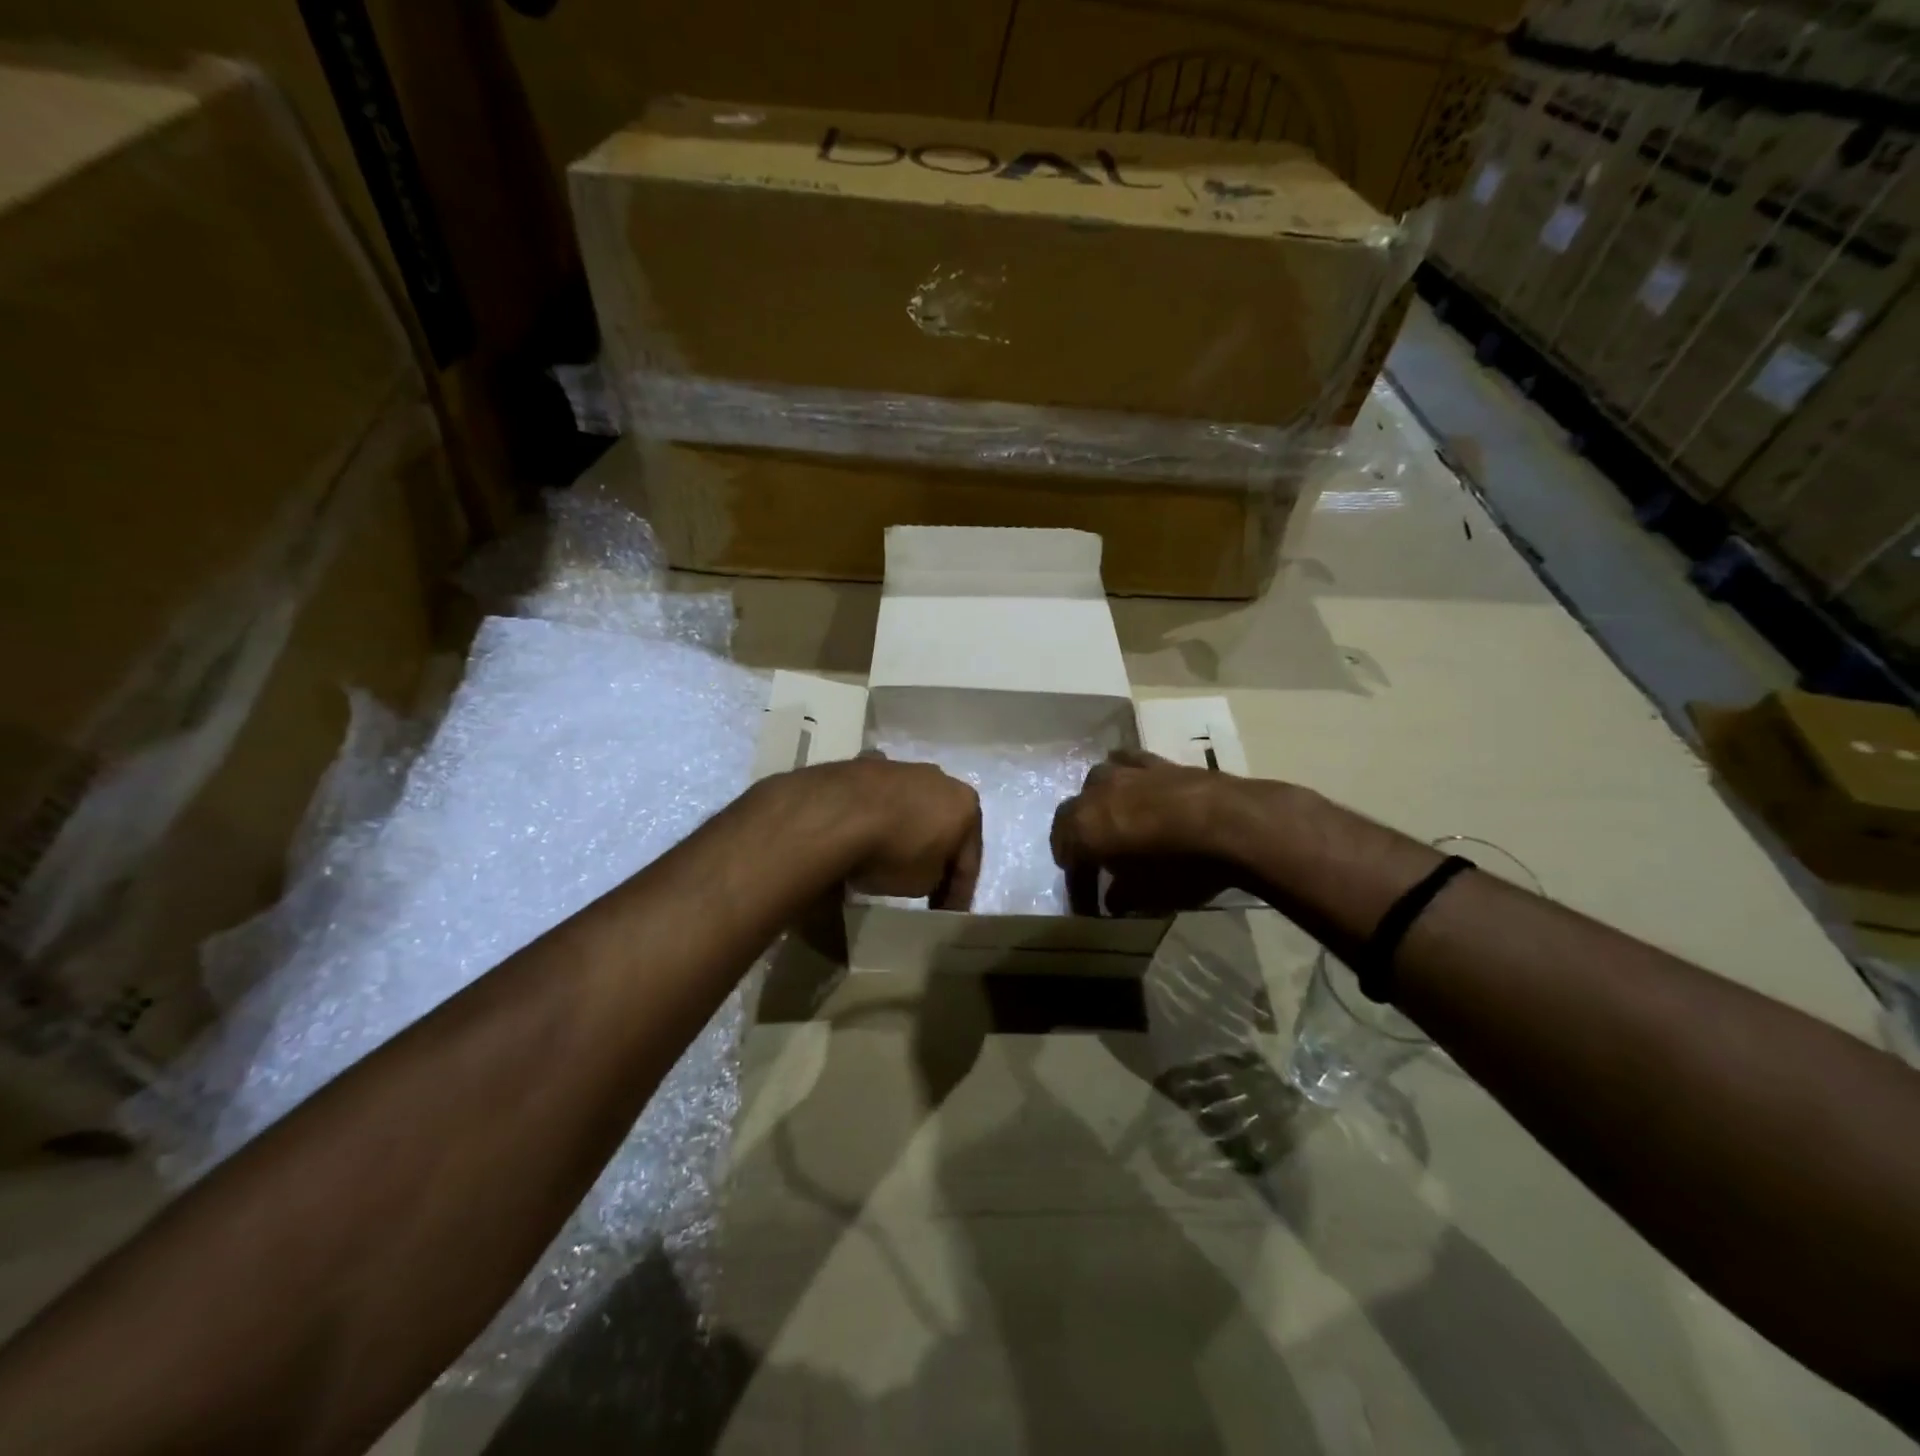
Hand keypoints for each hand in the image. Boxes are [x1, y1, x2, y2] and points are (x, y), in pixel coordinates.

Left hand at [803, 757, 982, 909]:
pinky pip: (881, 796)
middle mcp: (941, 779)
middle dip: (938, 851)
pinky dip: (879, 813)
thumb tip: (923, 867)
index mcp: (967, 806)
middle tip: (927, 882)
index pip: (969, 859)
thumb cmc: (893, 852)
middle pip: (944, 824)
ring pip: (914, 805)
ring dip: (909, 828)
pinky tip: (867, 829)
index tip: (948, 912)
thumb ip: (934, 876)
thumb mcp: (923, 883)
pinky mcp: (868, 764)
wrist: (838, 813)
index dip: (959, 891)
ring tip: (893, 854)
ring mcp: (904, 767)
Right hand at [1050, 749, 1242, 915]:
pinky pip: (1125, 764)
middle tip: (1089, 867)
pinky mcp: (1154, 761)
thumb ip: (1121, 896)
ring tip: (1110, 826)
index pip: (1069, 860)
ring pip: (1094, 786)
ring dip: (1096, 807)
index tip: (1091, 910)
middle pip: (1071, 819)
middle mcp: (1093, 794)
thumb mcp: (1147, 895)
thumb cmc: (1181, 866)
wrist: (1232, 823)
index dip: (1079, 888)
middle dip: (1077, 843)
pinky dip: (1123, 780)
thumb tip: (1112, 898)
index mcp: (1082, 828)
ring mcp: (1123, 772)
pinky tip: (1132, 790)